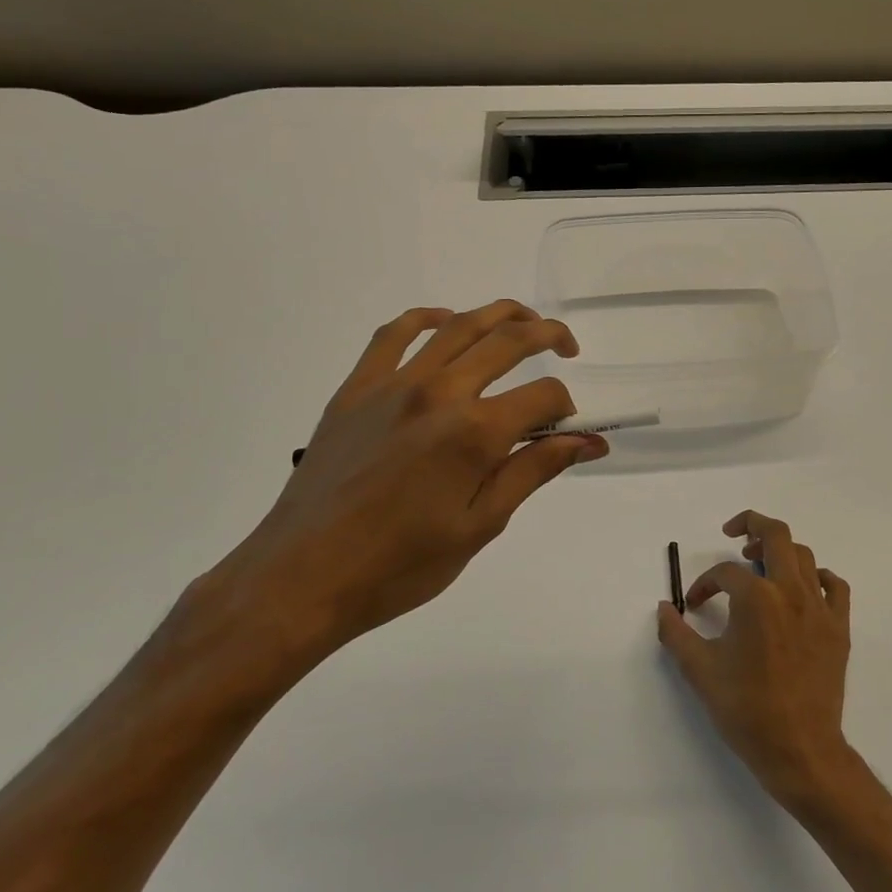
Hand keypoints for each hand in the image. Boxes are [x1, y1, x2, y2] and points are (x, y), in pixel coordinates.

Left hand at [186, 301, 607, 687]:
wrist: (304, 576)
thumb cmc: (400, 565)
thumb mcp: (480, 526)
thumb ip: (534, 471)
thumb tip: (587, 442)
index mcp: (475, 433)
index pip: (543, 397)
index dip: (565, 408)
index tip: (566, 430)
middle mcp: (439, 393)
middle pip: (508, 341)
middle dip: (548, 335)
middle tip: (567, 347)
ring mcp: (393, 384)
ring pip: (458, 326)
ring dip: (500, 314)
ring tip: (523, 321)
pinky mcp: (357, 388)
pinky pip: (394, 334)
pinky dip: (426, 317)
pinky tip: (446, 321)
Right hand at [657, 511, 857, 811]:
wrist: (800, 750)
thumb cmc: (746, 710)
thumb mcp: (700, 671)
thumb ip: (676, 634)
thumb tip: (663, 608)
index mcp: (756, 598)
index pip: (725, 573)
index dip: (704, 585)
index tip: (693, 605)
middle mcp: (790, 591)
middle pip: (775, 534)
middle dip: (751, 524)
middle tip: (733, 533)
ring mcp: (819, 607)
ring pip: (804, 555)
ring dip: (779, 550)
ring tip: (761, 563)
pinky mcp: (839, 627)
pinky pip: (834, 586)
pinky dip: (818, 577)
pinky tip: (803, 588)